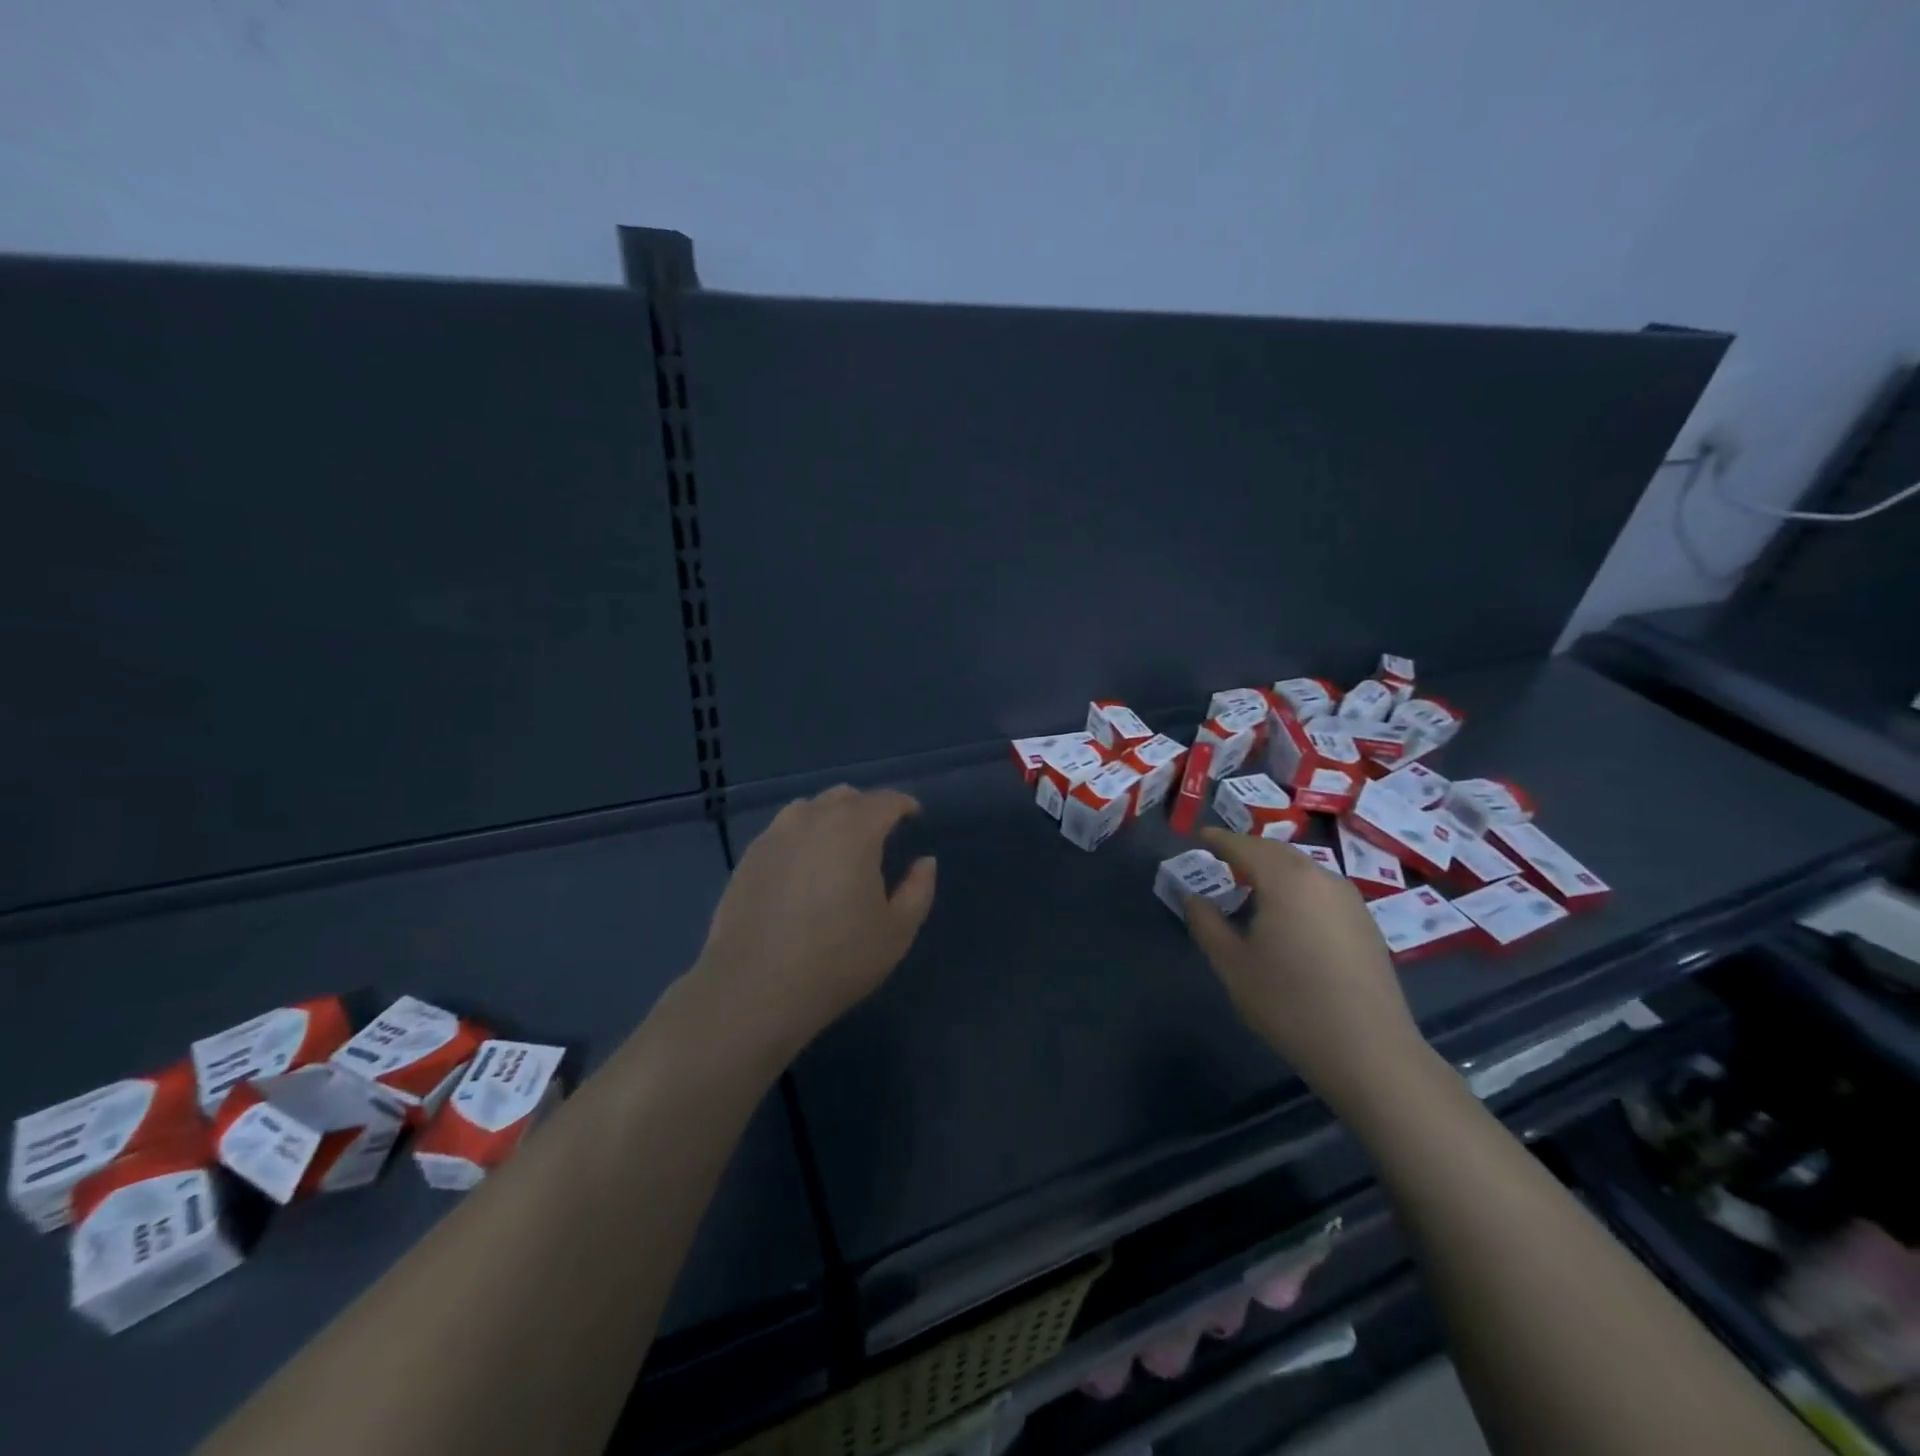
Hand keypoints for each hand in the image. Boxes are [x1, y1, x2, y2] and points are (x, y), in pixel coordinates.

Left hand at [684, 786, 936, 1064]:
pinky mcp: (748, 858)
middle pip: (844, 797)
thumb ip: (918, 890)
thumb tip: (924, 862)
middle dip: (867, 807)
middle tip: (879, 832)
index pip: (884, 801)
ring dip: (830, 816)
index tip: (913, 815)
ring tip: (839, 844)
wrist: (754, 989)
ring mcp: (774, 836)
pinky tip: (803, 864)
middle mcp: (812, 820)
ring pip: (809, 808)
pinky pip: (782, 831)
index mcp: (854, 830)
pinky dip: (801, 836)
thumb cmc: (837, 960)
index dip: (903, 804)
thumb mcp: (896, 931)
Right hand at [1182, 828, 1426, 1111]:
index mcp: (1286, 880)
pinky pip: (1321, 888)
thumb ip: (1207, 923)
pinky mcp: (1366, 923)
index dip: (1220, 840)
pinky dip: (1297, 887)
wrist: (1368, 1050)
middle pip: (1278, 852)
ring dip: (1274, 869)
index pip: (1245, 846)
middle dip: (1248, 850)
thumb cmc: (1289, 1003)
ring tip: (1251, 885)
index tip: (1200, 836)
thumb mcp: (1232, 964)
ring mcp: (1350, 899)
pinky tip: (1288, 913)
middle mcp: (1321, 878)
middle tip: (1222, 858)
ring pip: (1303, 869)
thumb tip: (1193, 897)